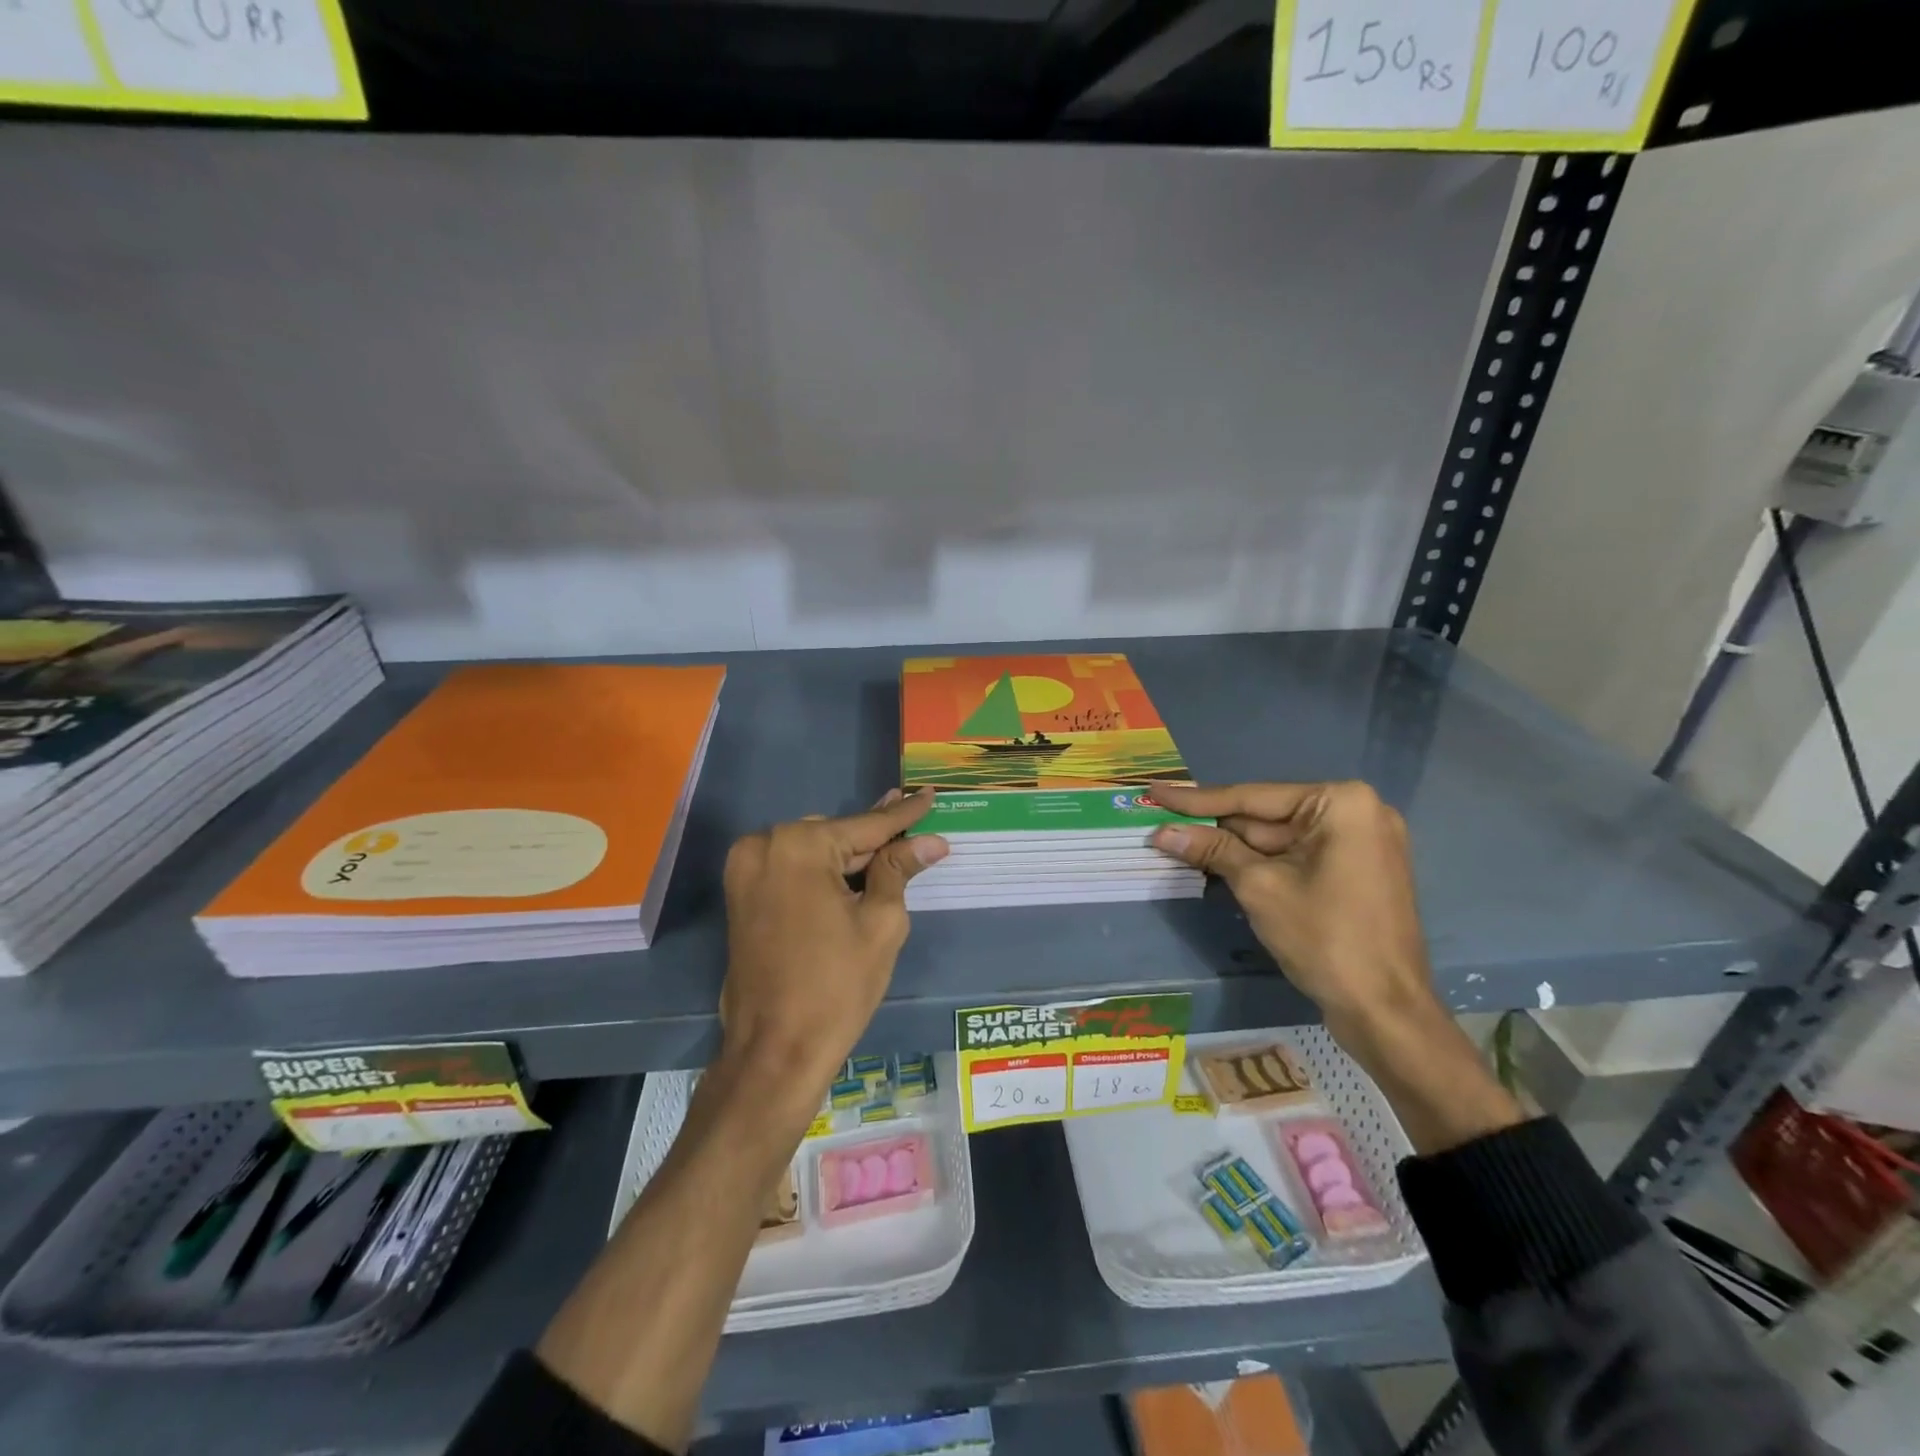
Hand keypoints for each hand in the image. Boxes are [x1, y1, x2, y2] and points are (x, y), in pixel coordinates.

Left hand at [719, 790, 948, 1114]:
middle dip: (873, 838)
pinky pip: (791, 868)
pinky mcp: (740, 894)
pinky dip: (821, 871)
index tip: (929, 794)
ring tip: (889, 852)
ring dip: (847, 856)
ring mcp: (745, 869)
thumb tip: (932, 841)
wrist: (776, 1049)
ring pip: (812, 850)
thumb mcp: (880, 923)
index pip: (866, 825)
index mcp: (799, 846)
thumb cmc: (837, 986)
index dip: (904, 815)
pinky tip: (853, 873)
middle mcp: (764, 845)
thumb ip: (899, 870)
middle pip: (836, 835)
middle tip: (912, 825)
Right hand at [1148, 781, 1432, 1037]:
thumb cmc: (1325, 938)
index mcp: (1341, 803)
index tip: (1156, 791)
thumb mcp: (1259, 887)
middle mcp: (1356, 811)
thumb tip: (1162, 832)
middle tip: (1160, 821)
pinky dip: (1260, 862)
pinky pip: (1297, 856)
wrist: (1386, 1010)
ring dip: (1231, 846)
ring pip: (1278, 839)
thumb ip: (1211, 850)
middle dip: (1214, 826)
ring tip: (1176, 841)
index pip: (1252, 797)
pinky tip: (1215, 862)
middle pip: (1265, 816)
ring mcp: (1360, 842)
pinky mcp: (1356, 870)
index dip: (1197, 799)